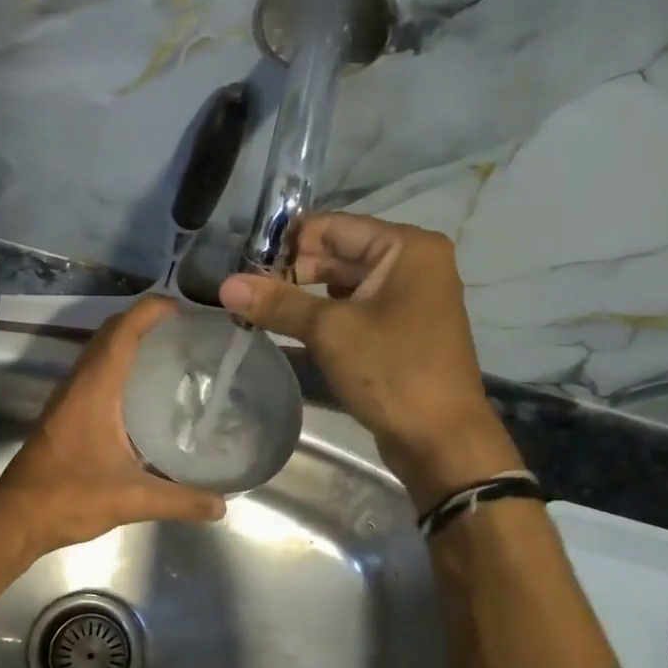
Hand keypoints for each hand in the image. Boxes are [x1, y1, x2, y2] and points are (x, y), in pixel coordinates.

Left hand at [0, 295, 226, 554]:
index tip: (187, 309)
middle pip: (111, 332)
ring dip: (131, 342)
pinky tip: (145, 392)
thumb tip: (221, 505)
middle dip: (146, 321)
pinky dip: (120, 365)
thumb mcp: (132, 500)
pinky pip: (95, 372)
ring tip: (172, 354)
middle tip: (188, 332)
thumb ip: (180, 500)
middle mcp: (80, 383)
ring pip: (100, 351)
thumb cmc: (70, 498)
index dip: (153, 310)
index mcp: (95, 388)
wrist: (17, 518)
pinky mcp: (65, 413)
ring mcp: (69, 397)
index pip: (124, 330)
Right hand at [218, 213, 523, 506]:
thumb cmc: (393, 372)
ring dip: (301, 296)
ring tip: (256, 309)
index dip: (286, 242)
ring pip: (342, 285)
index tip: (242, 262)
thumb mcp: (331, 332)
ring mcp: (406, 300)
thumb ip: (279, 303)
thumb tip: (226, 285)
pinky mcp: (398, 332)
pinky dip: (321, 317)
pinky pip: (352, 312)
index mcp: (406, 248)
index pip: (333, 227)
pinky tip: (285, 329)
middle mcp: (411, 264)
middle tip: (242, 290)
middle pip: (337, 254)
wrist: (441, 440)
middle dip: (290, 271)